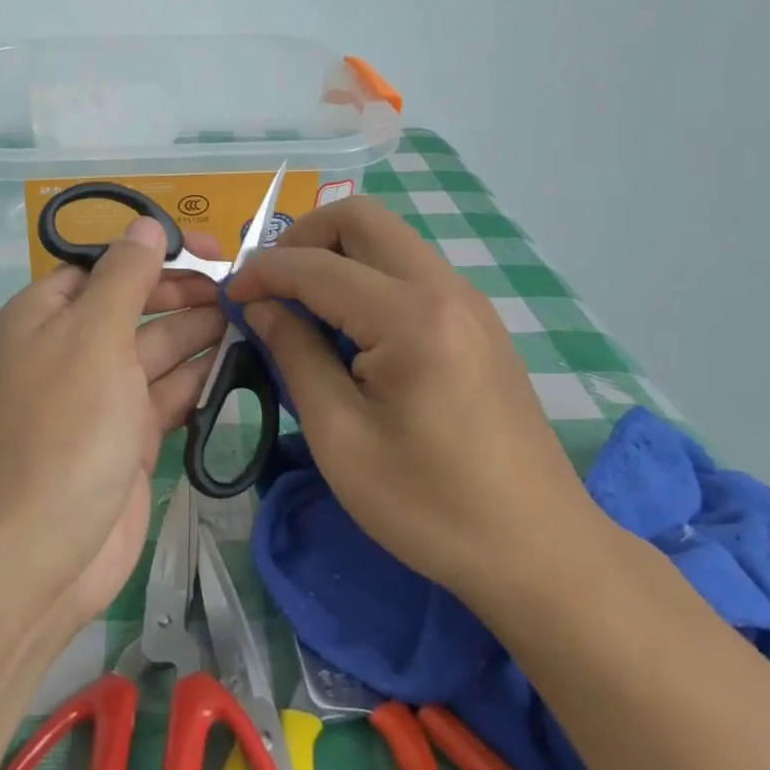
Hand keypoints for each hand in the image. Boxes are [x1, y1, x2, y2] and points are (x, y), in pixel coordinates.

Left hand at [0, 218, 225, 638]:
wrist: (38, 553)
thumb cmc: (63, 429)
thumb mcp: (93, 336)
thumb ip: (125, 276)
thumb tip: (146, 224)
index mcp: (48, 313)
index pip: (107, 264)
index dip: (155, 250)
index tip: (209, 248)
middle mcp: (73, 347)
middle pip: (137, 303)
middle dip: (184, 293)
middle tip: (241, 290)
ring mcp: (102, 394)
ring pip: (158, 348)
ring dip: (200, 332)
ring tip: (253, 318)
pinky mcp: (128, 437)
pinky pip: (168, 393)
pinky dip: (199, 378)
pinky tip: (240, 362)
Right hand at [226, 196, 598, 603]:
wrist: (540, 552)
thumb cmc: (430, 506)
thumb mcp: (340, 437)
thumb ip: (295, 354)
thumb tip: (260, 306)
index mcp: (411, 317)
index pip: (317, 265)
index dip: (262, 273)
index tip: (230, 296)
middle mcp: (446, 289)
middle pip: (361, 217)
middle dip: (303, 239)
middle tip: (271, 287)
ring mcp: (469, 301)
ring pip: (388, 238)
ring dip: (336, 255)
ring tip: (303, 308)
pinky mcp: (478, 321)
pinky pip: (410, 269)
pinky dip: (367, 276)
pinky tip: (350, 329)